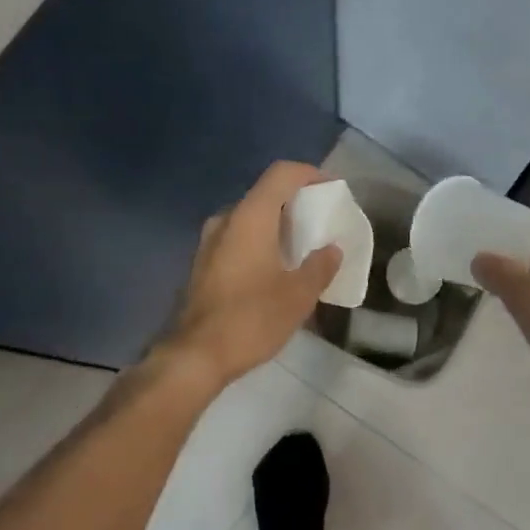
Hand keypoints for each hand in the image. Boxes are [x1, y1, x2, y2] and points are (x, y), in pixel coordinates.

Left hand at [159, 161, 341, 388]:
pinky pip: (238, 239)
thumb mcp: (298, 295)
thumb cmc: (251, 319)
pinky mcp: (202, 264)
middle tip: (322, 223)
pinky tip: (276, 269)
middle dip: (297, 203)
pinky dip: (260, 243)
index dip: (311, 174)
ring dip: (277, 226)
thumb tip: (332, 250)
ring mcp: (209, 242)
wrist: (195, 356)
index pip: (282, 174)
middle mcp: (226, 220)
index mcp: (250, 217)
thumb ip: (320, 266)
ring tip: (303, 248)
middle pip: (265, 195)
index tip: (333, 190)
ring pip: (250, 219)